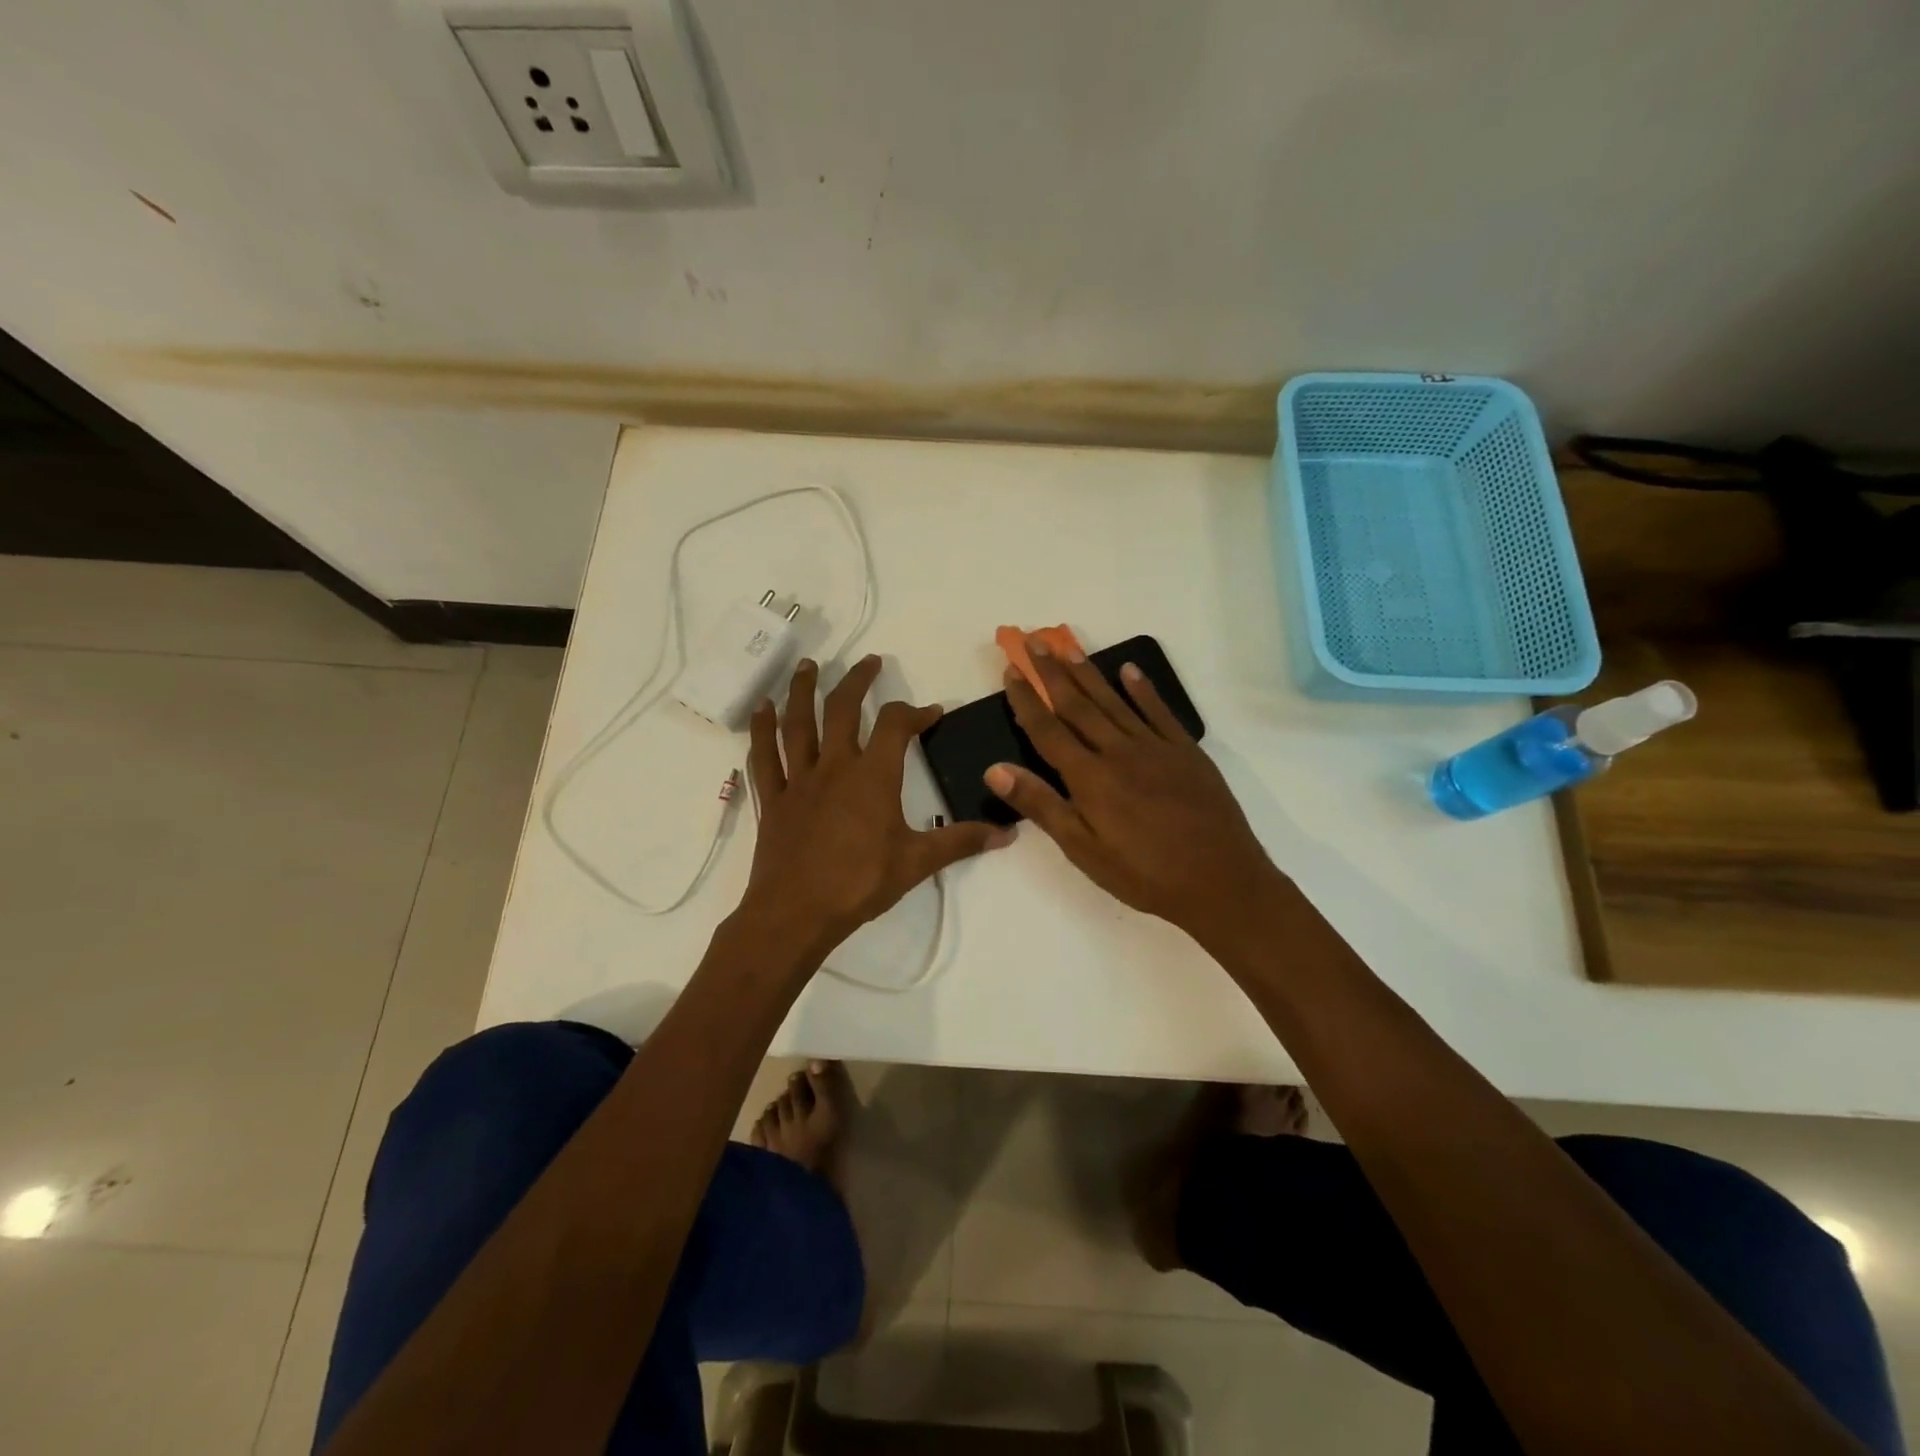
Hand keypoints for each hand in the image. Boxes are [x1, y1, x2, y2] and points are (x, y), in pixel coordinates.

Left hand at [741, 654, 1010, 954]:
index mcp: (872, 776)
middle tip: (869, 662)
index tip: (931, 713)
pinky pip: (763, 757)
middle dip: (857, 681)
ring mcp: (798, 780)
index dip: (915, 712)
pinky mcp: (773, 799)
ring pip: (797, 723)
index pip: (896, 726)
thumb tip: (1008, 833)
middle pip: (842, 709)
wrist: (796, 913)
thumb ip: (962, 842)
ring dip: (801, 690)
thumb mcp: (918, 863)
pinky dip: (760, 731)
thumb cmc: (860, 884)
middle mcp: (834, 766)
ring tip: (806, 665)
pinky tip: (760, 710)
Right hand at [984, 637, 1279, 946]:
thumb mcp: (1083, 849)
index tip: (1011, 671)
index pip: (1047, 729)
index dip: (1026, 699)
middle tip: (1033, 641)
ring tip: (1068, 646)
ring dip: (1088, 673)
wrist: (1221, 882)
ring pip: (1114, 701)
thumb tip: (995, 770)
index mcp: (1089, 777)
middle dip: (1052, 672)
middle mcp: (1118, 751)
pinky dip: (1143, 689)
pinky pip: (1160, 712)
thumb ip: (1041, 805)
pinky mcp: (1187, 751)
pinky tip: (1130, 671)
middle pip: (1078, 704)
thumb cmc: (1143, 874)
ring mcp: (1156, 747)